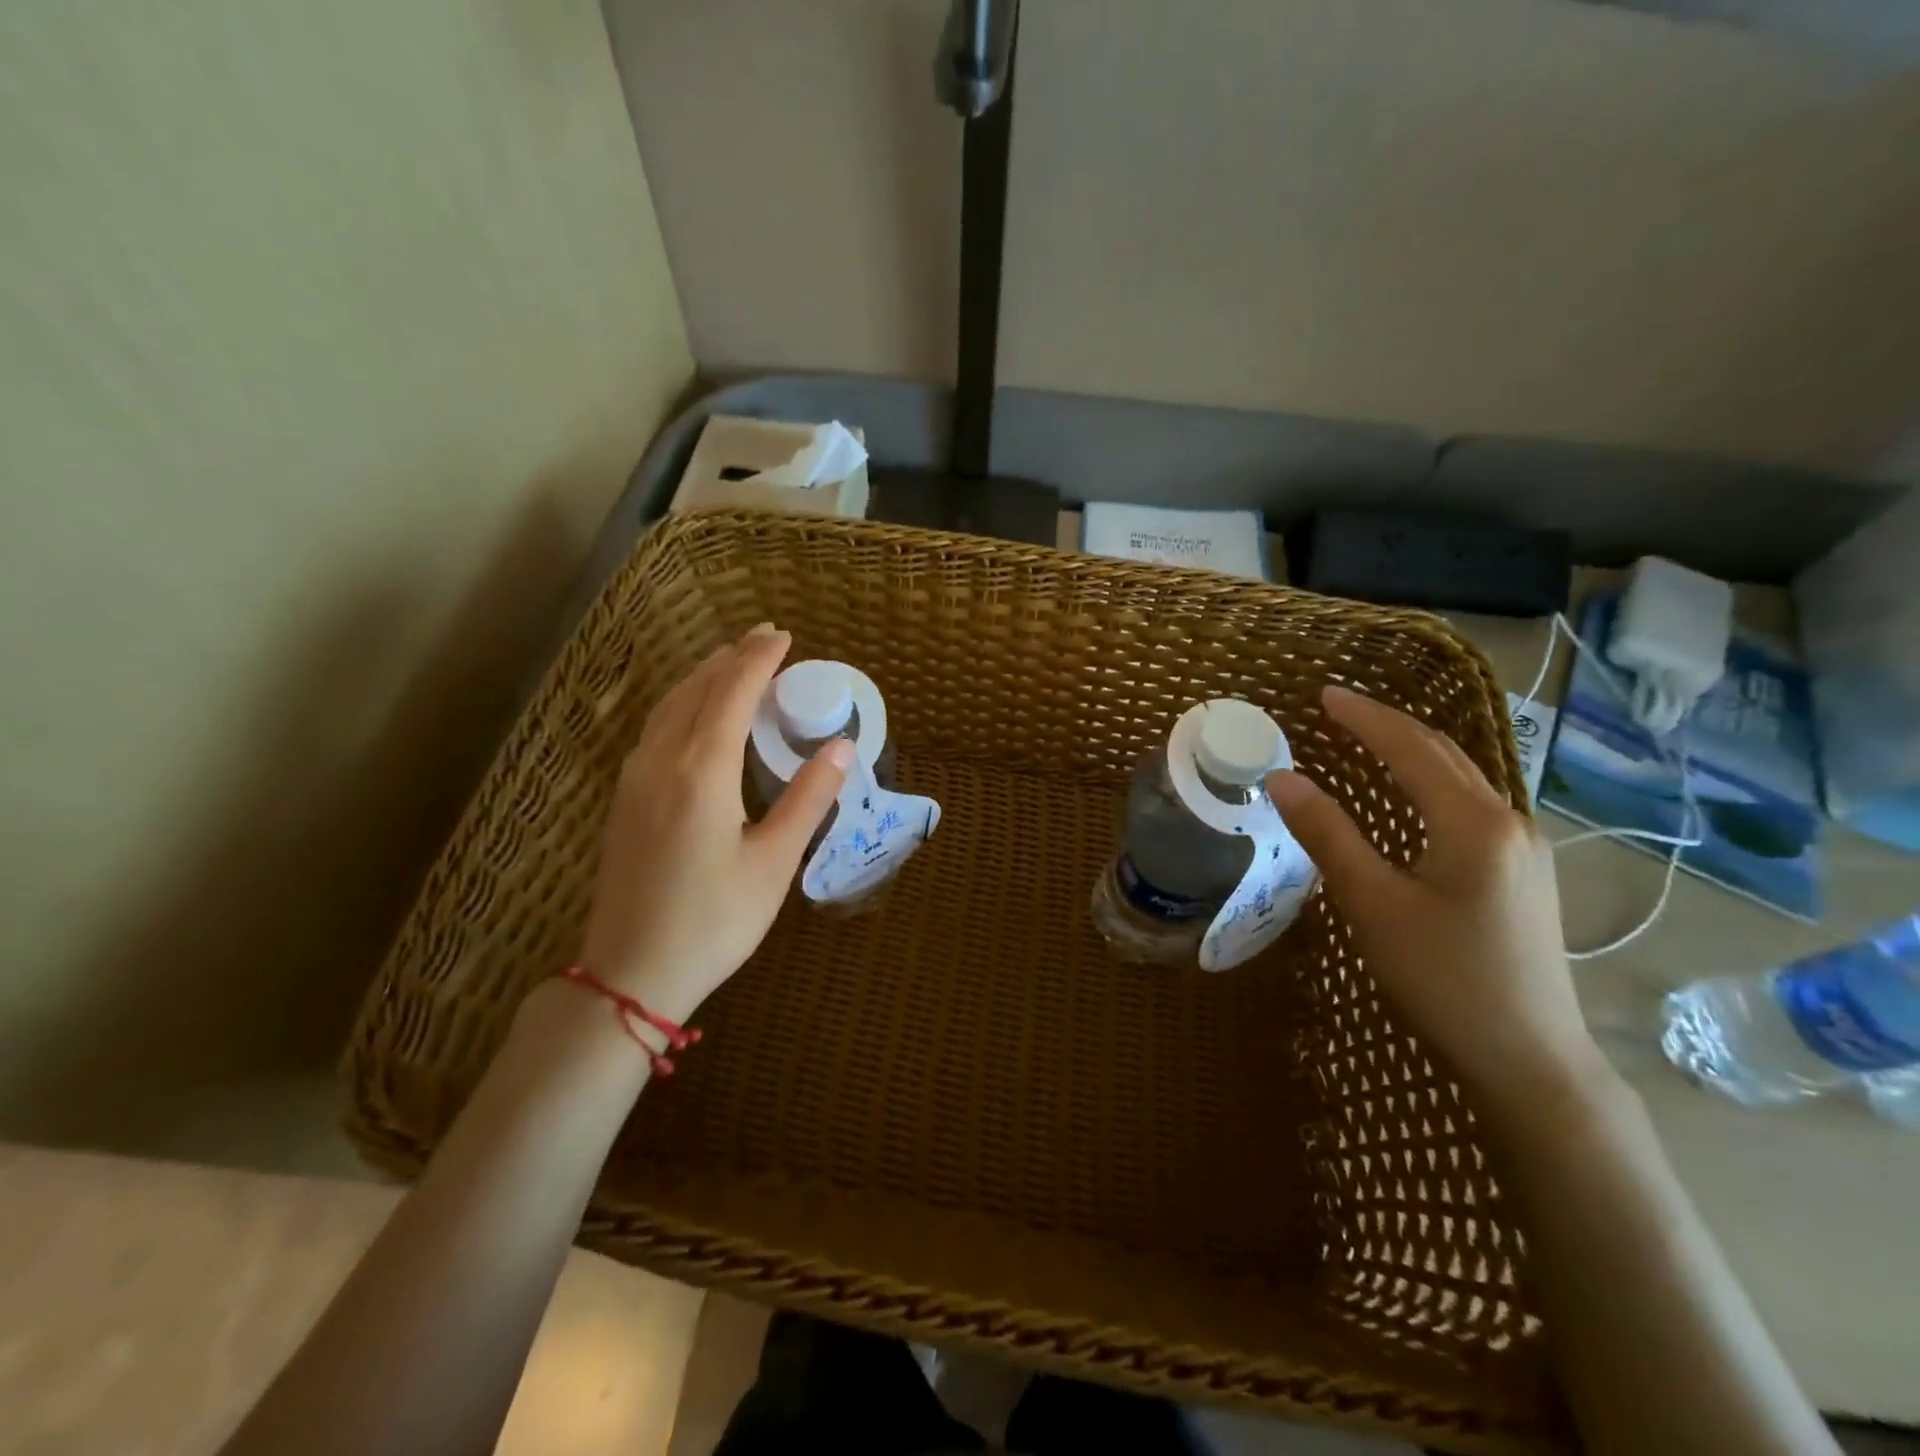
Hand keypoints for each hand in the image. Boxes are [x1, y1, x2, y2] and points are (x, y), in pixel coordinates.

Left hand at [576, 623, 851, 1025]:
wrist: (630, 974)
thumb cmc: (715, 921)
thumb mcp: (774, 862)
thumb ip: (809, 798)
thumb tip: (842, 746)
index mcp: (701, 771)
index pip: (731, 693)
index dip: (758, 660)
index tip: (784, 636)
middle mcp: (661, 762)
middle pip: (695, 690)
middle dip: (730, 658)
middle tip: (764, 638)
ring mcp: (634, 780)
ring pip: (668, 707)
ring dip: (702, 677)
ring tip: (731, 663)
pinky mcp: (624, 800)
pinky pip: (654, 729)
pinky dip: (682, 704)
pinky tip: (694, 715)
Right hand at [1268, 685, 1610, 1108]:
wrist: (1531, 1059)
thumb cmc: (1443, 979)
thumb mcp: (1373, 904)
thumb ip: (1328, 834)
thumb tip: (1282, 779)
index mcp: (1473, 823)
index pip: (1411, 748)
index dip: (1364, 718)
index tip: (1323, 694)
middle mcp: (1508, 822)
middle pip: (1443, 755)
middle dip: (1389, 726)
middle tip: (1338, 710)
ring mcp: (1524, 849)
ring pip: (1461, 778)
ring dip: (1411, 752)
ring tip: (1366, 739)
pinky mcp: (1523, 874)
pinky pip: (1469, 805)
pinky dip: (1429, 782)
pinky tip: (1409, 794)